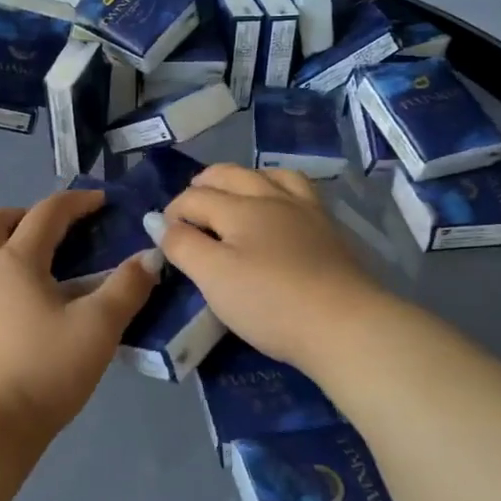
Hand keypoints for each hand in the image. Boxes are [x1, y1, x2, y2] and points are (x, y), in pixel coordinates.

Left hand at [0, 192, 160, 447]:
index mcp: (15, 260)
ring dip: (7, 248)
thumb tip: (148, 258)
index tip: (101, 201)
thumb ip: (126, 288)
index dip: (76, 201)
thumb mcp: (97, 329)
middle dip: (24, 215)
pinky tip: (21, 313)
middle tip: (53, 229)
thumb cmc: (43, 370)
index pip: (47, 213)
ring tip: (42, 273)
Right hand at [161, 165, 385, 373]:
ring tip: (233, 195)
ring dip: (243, 179)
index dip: (172, 213)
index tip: (162, 238)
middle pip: (230, 175)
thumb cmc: (269, 302)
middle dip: (203, 184)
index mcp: (239, 208)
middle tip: (189, 205)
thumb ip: (181, 245)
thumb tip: (156, 221)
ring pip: (269, 176)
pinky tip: (278, 208)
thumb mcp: (213, 276)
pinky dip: (277, 189)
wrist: (344, 325)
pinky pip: (299, 191)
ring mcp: (305, 210)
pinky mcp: (328, 229)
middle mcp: (271, 198)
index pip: (194, 197)